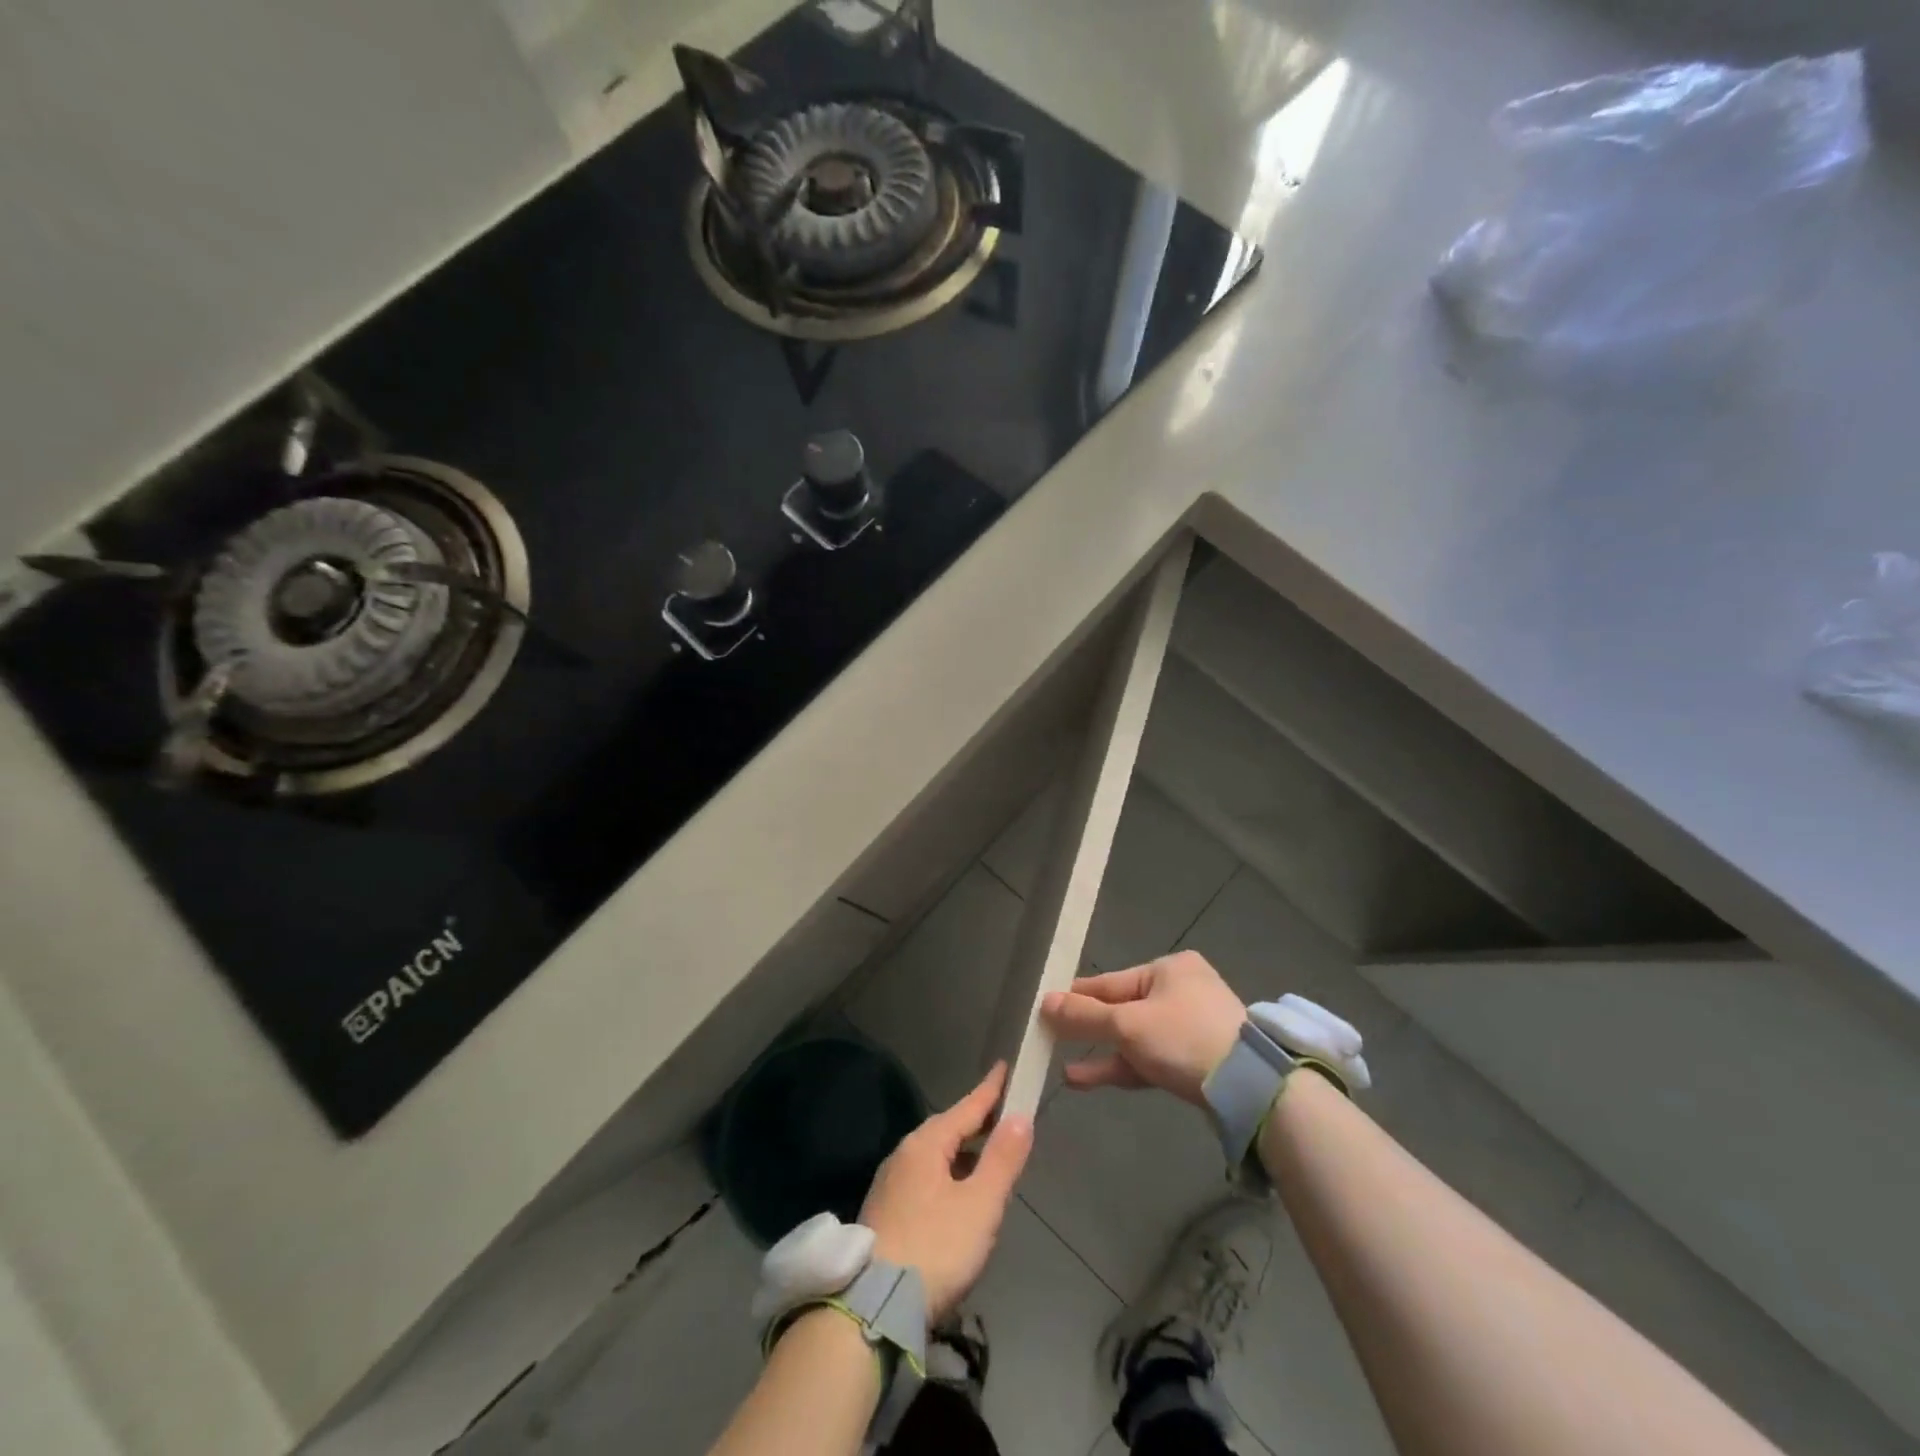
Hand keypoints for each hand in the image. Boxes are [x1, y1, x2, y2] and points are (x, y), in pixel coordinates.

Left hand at [860, 1062, 1033, 1320]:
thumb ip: (1002, 1159)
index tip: (1004, 1067)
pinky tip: (957, 1195)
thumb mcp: (980, 1205)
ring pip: (934, 1156)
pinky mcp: (885, 1213)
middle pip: (947, 1129)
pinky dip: (947, 1174)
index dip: (990, 1090)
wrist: (873, 1307)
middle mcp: (903, 1155)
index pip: (966, 1107)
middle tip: (1002, 1116)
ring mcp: (890, 1184)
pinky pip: (924, 1178)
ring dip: (962, 1152)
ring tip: (986, 1157)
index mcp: (925, 1144)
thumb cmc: (935, 1248)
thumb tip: (1020, 1116)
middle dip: (975, 1122)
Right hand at [1041, 951, 1245, 1106]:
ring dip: (1101, 1053)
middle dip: (1088, 1029)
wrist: (1249, 1088)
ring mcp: (1191, 1027)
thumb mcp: (1127, 1024)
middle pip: (1122, 1009)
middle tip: (1051, 1038)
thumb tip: (1044, 1002)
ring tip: (1063, 1067)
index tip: (1045, 1007)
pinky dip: (1122, 1067)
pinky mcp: (1196, 1061)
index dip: (1076, 996)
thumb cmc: (1183, 1038)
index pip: (1110, 982)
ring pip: (1135, 1037)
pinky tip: (1085, 1079)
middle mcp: (1181, 991)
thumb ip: (1084, 1016)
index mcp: (1169, 969)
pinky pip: (1150, 1058)